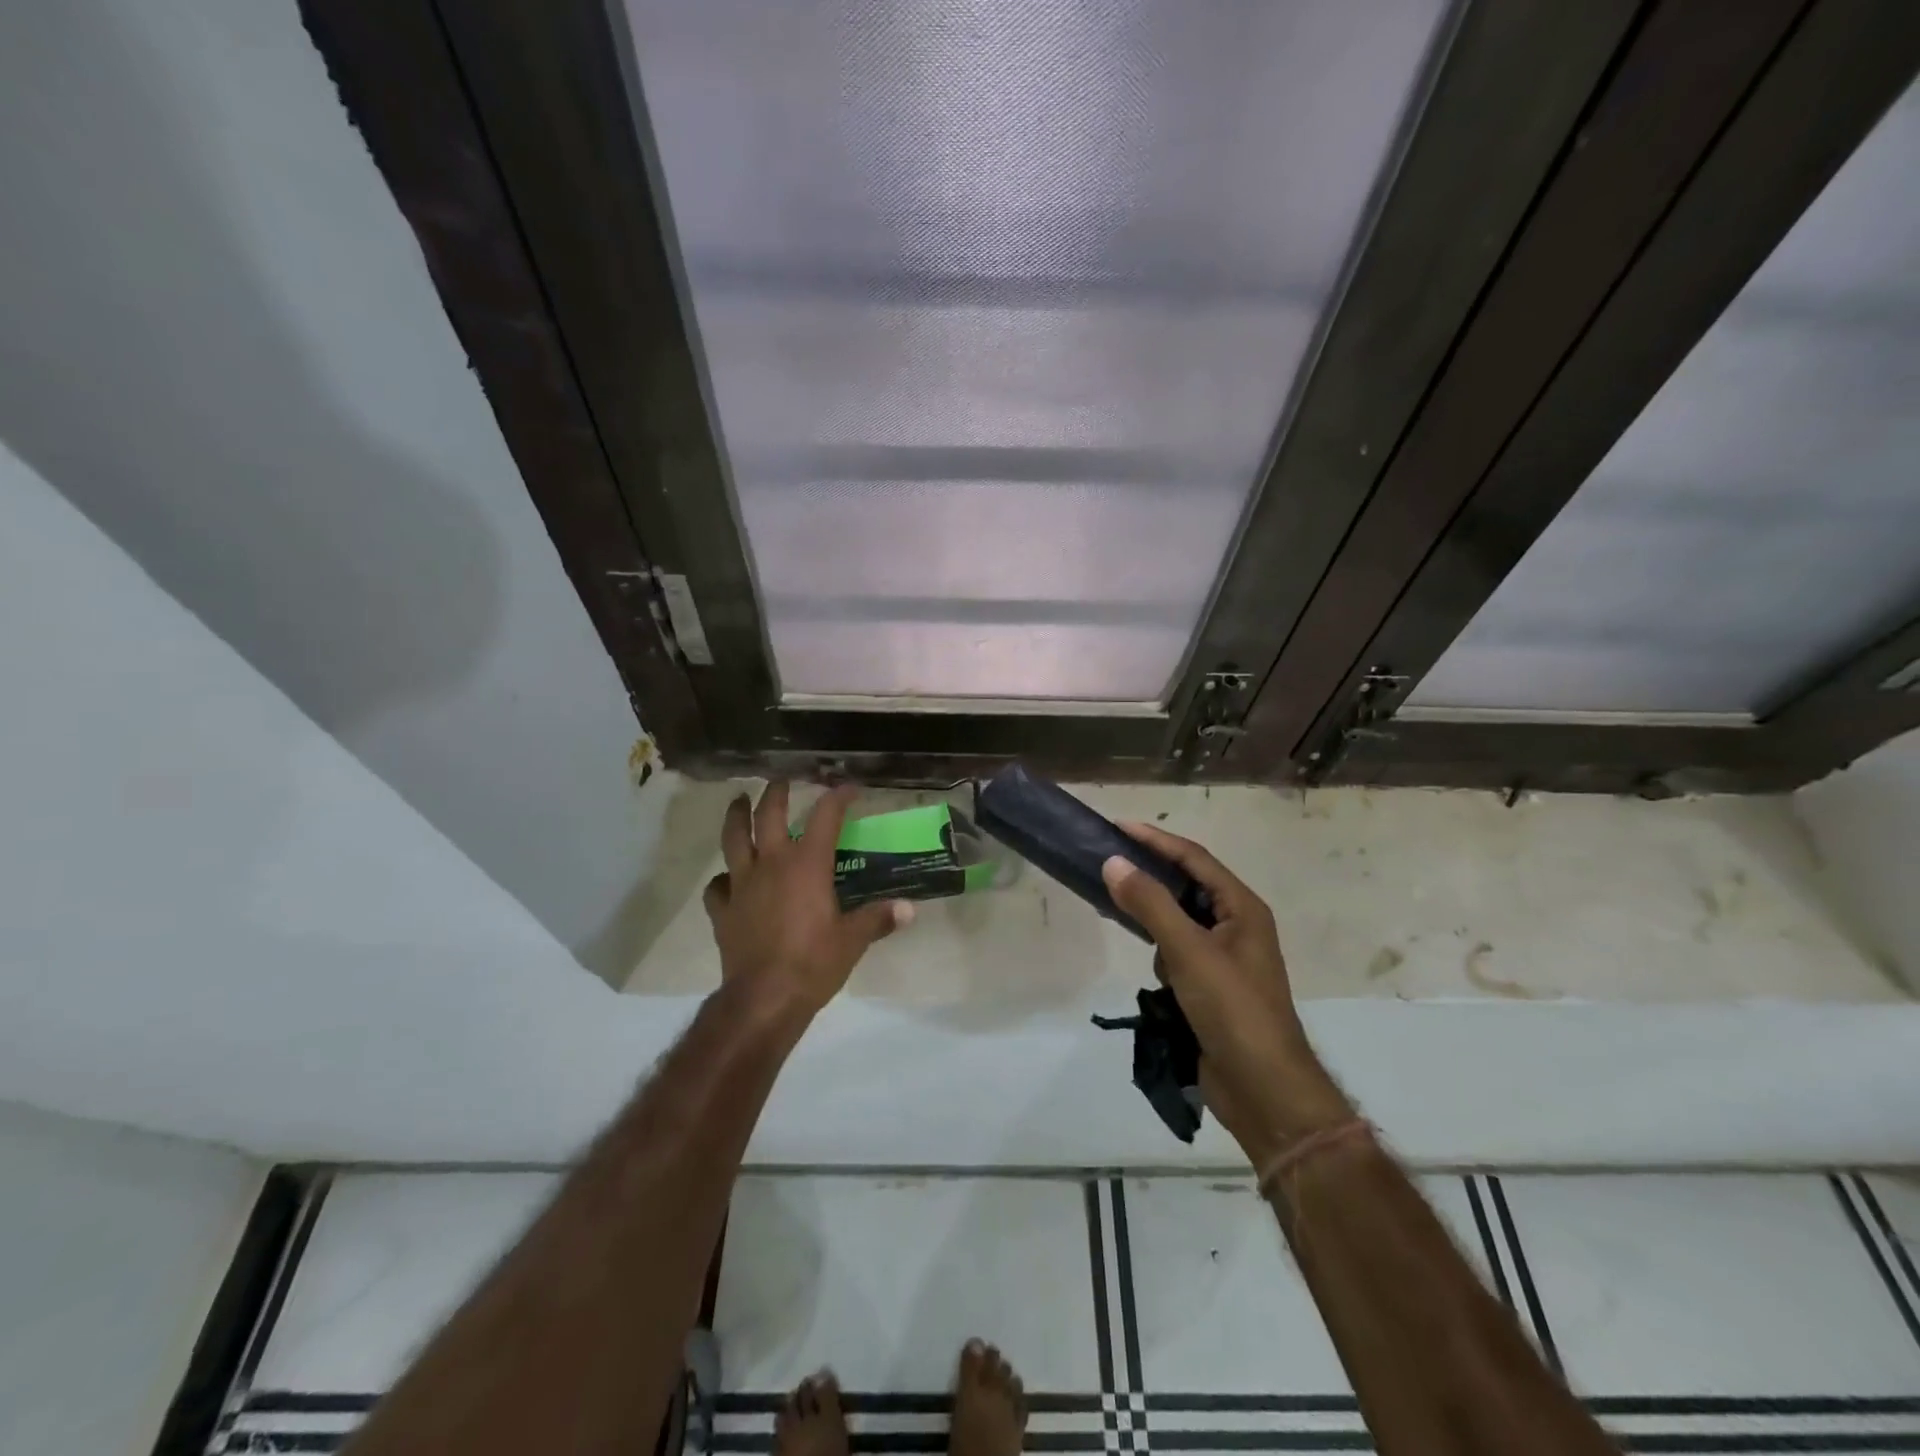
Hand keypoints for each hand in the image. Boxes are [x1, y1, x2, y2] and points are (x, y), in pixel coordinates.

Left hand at [703, 782, 912, 1022]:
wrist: (764, 998)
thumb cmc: (813, 963)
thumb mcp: (853, 940)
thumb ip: (878, 919)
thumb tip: (909, 909)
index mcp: (807, 865)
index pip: (825, 817)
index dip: (838, 797)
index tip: (849, 788)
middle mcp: (772, 864)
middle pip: (769, 815)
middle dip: (777, 792)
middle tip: (782, 780)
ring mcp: (742, 885)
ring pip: (733, 839)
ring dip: (737, 816)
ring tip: (739, 802)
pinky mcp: (723, 910)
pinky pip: (717, 886)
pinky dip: (723, 878)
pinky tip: (728, 880)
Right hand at [1101, 824, 1350, 1164]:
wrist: (1263, 1089)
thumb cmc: (1233, 1010)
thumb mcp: (1189, 952)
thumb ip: (1150, 905)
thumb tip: (1113, 862)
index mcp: (1242, 908)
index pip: (1193, 859)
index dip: (1155, 840)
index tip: (1117, 826)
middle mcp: (1235, 925)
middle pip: (1187, 885)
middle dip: (1150, 873)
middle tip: (1108, 860)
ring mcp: (1224, 957)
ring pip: (1179, 920)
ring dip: (1153, 915)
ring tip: (1115, 903)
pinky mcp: (1210, 986)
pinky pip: (1177, 951)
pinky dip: (1159, 950)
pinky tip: (1146, 962)